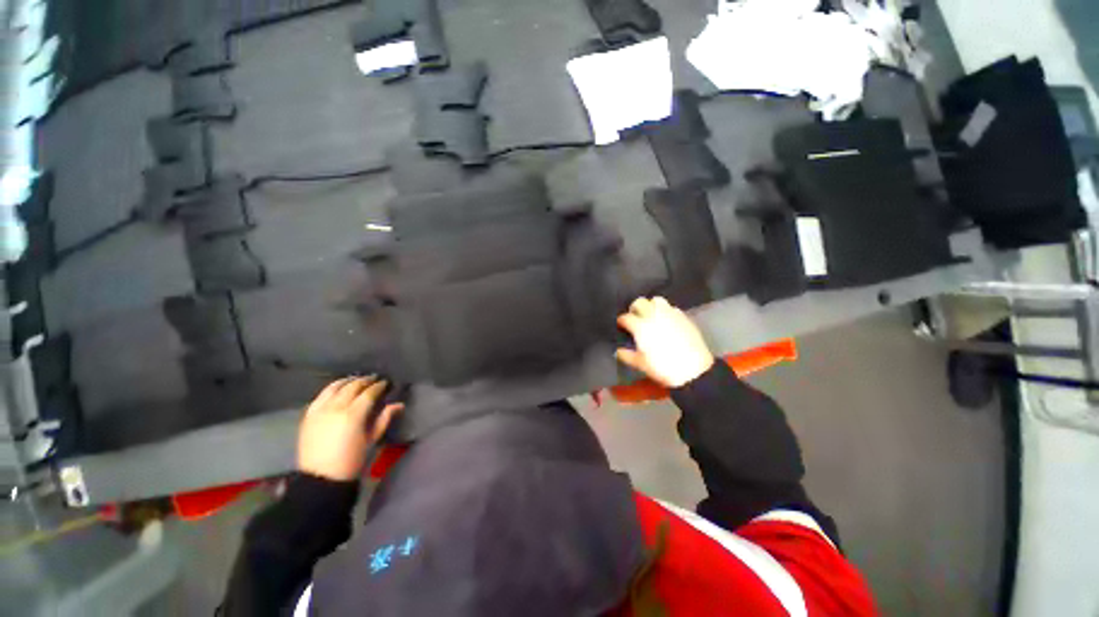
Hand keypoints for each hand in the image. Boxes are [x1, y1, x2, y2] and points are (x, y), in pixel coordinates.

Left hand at [297, 376, 403, 480]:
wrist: (320, 478)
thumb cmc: (351, 460)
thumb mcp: (372, 440)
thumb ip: (384, 419)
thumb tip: (398, 405)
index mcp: (353, 414)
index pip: (369, 393)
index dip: (379, 386)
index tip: (386, 383)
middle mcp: (335, 408)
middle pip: (352, 386)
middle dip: (365, 381)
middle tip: (374, 379)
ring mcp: (320, 410)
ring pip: (334, 387)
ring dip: (347, 381)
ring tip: (356, 380)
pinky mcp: (308, 415)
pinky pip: (320, 396)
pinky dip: (331, 389)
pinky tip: (337, 389)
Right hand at [615, 297, 714, 387]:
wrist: (694, 370)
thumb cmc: (663, 367)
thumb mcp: (641, 364)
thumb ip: (626, 356)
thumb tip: (618, 351)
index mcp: (640, 326)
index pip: (626, 317)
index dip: (621, 321)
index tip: (621, 326)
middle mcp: (653, 315)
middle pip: (639, 302)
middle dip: (634, 308)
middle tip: (634, 317)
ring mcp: (669, 314)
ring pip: (656, 300)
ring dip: (650, 305)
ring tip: (650, 315)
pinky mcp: (683, 317)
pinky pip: (671, 308)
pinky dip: (665, 311)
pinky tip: (666, 321)